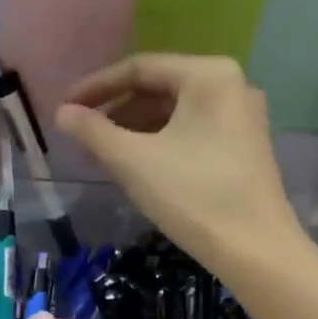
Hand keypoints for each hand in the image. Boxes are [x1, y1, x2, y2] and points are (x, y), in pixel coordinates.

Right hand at [54, 54, 304, 281]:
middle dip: (116, 111)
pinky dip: (160, 142)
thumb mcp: (133, 161)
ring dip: (135, 129)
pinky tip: (138, 165)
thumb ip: (93, 131)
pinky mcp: (245, 146)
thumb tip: (62, 113)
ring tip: (103, 154)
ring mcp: (242, 116)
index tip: (64, 108)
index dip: (95, 87)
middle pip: (158, 88)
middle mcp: (231, 85)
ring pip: (175, 113)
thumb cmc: (192, 196)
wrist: (255, 250)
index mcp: (208, 75)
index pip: (139, 69)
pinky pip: (192, 131)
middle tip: (82, 135)